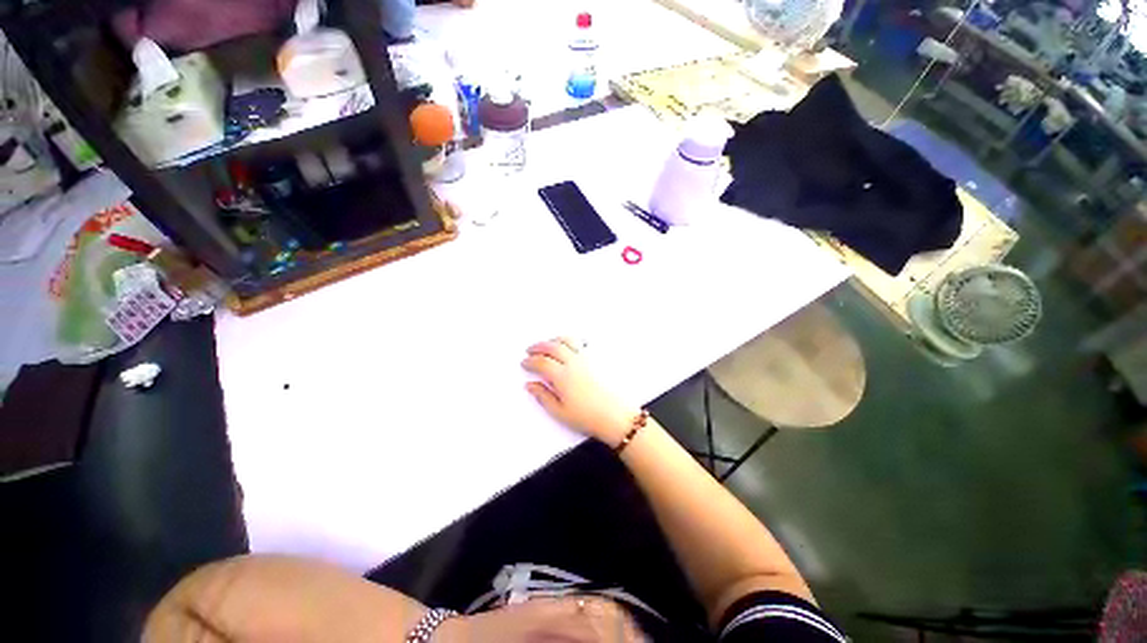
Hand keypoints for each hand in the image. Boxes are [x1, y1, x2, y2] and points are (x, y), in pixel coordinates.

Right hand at [522, 338, 639, 444]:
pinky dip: (573, 341)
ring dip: (555, 340)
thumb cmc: (589, 417)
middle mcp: (575, 362)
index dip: (530, 361)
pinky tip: (571, 345)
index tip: (525, 363)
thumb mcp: (560, 412)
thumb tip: (530, 385)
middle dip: (539, 346)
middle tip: (531, 350)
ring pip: (568, 340)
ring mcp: (589, 358)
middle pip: (552, 347)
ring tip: (549, 344)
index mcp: (562, 376)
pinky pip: (584, 343)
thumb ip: (543, 396)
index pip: (541, 362)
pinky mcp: (601, 359)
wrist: (618, 417)